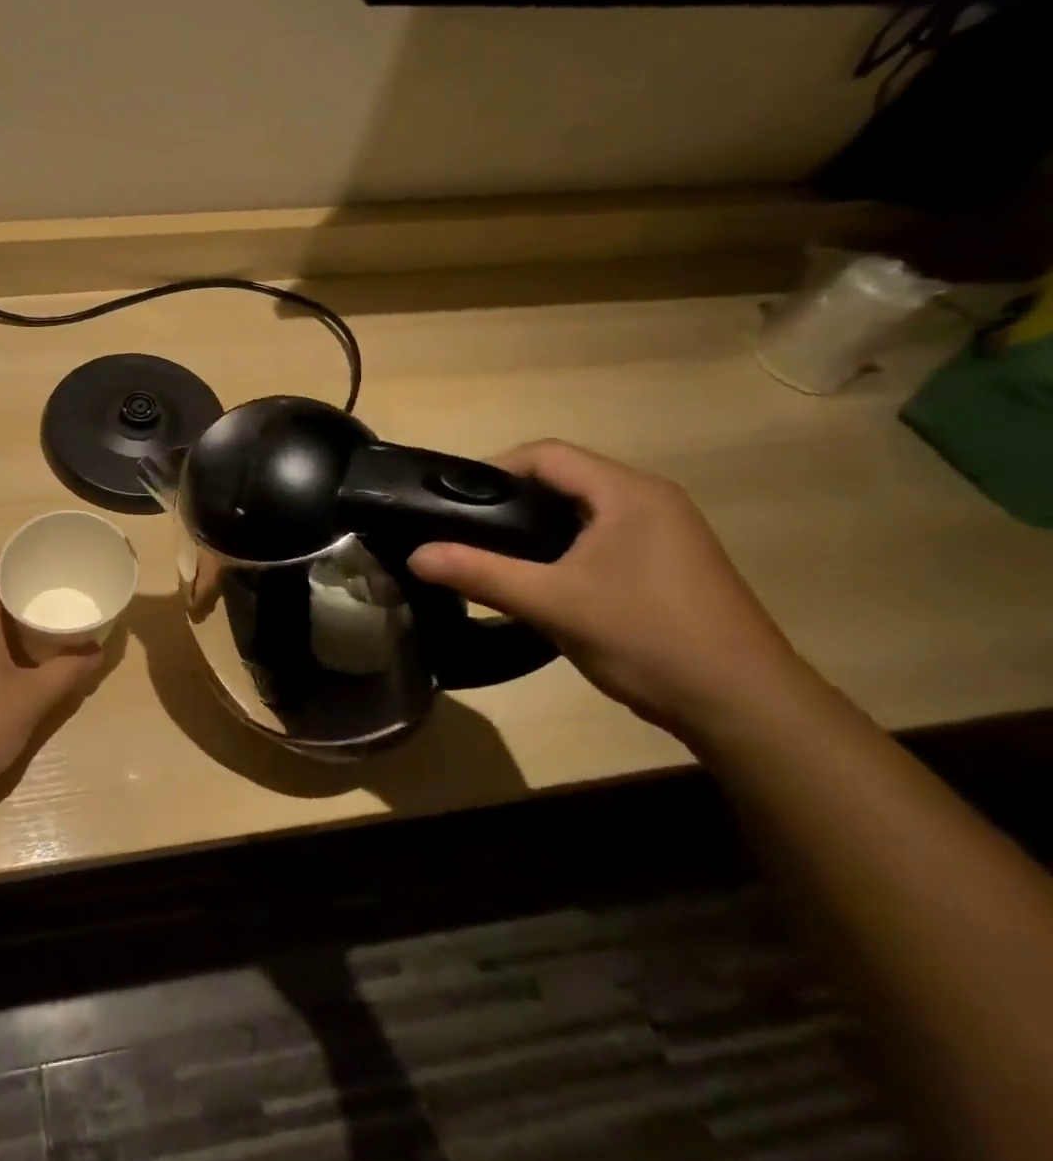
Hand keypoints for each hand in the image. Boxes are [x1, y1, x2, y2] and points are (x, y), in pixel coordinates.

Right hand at [408, 441, 817, 742]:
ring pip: (581, 511)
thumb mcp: (552, 603)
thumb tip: (415, 555)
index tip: (451, 501)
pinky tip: (540, 579)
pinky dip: (561, 547)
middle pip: (564, 479)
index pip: (547, 455)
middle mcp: (651, 500)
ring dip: (534, 526)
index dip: (493, 469)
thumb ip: (480, 573)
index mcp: (629, 493)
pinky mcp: (668, 564)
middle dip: (509, 499)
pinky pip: (601, 537)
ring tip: (490, 553)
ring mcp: (665, 533)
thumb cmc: (647, 637)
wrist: (744, 705)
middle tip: (462, 529)